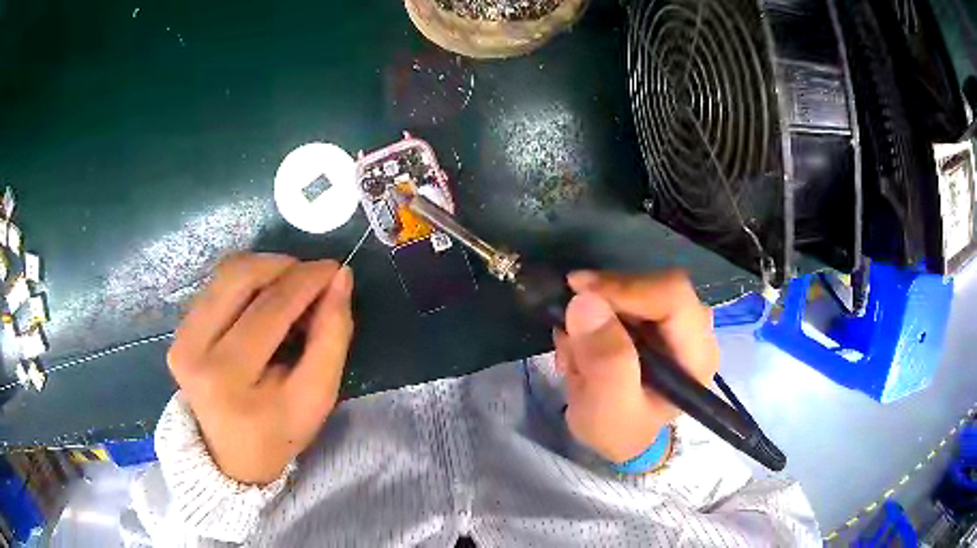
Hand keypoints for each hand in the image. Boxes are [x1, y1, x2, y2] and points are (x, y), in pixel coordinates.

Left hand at [167, 253, 353, 484]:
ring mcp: (180, 337)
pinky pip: (216, 286)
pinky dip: (247, 282)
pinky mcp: (178, 332)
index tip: (334, 269)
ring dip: (265, 270)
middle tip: (312, 277)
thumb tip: (340, 278)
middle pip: (239, 277)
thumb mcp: (316, 397)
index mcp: (227, 377)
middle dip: (283, 266)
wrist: (231, 456)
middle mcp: (194, 350)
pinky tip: (265, 301)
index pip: (270, 310)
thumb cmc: (278, 431)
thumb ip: (332, 336)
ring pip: (225, 274)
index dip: (306, 281)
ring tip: (291, 289)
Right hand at [553, 270, 718, 463]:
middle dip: (604, 302)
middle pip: (653, 285)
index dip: (626, 287)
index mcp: (696, 354)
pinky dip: (594, 314)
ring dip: (595, 311)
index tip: (579, 292)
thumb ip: (605, 363)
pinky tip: (582, 347)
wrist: (620, 436)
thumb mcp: (608, 410)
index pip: (673, 296)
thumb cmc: (620, 430)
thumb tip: (585, 301)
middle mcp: (694, 330)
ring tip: (575, 351)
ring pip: (634, 287)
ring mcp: (675, 320)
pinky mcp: (656, 317)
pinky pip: (623, 296)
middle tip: (569, 330)